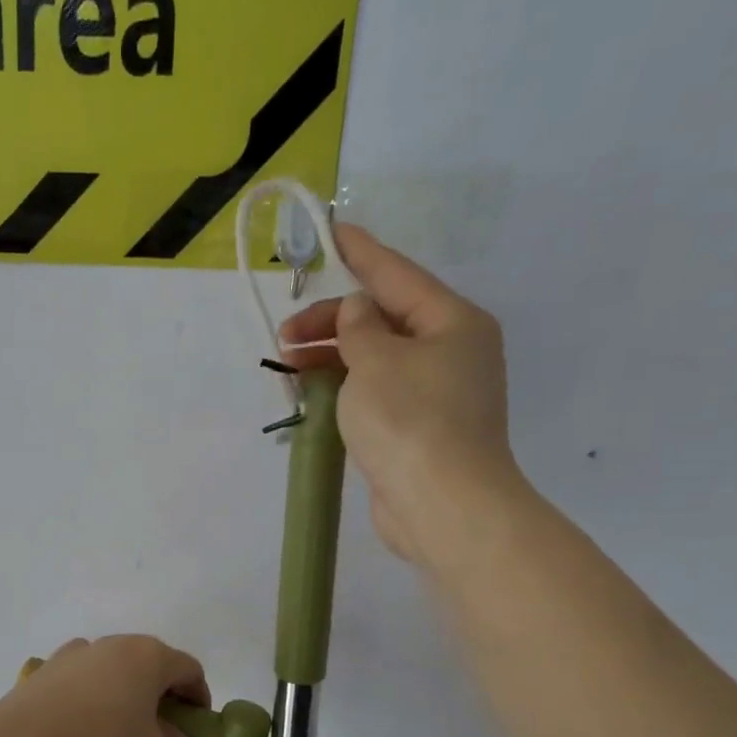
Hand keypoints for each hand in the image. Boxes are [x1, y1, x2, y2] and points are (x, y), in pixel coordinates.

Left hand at [0, 636, 209, 736]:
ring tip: (119, 734)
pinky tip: (82, 726)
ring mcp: (78, 652)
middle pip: (152, 664)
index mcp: (148, 656)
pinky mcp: (48, 667)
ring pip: (116, 669)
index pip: (189, 669)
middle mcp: (115, 643)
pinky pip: (85, 678)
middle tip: (161, 734)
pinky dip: (94, 696)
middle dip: (162, 697)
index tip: (194, 731)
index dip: (199, 699)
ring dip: (127, 694)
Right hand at [280, 224, 527, 575]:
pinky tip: (314, 391)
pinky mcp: (420, 428)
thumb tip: (357, 312)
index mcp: (452, 322)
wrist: (441, 506)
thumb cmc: (409, 420)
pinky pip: (377, 391)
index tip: (331, 231)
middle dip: (331, 321)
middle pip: (383, 319)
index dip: (360, 253)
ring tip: (288, 364)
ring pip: (377, 358)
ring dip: (332, 355)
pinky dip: (346, 386)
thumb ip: (358, 327)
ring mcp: (437, 392)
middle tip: (285, 334)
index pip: (397, 275)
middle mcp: (451, 351)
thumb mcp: (375, 360)